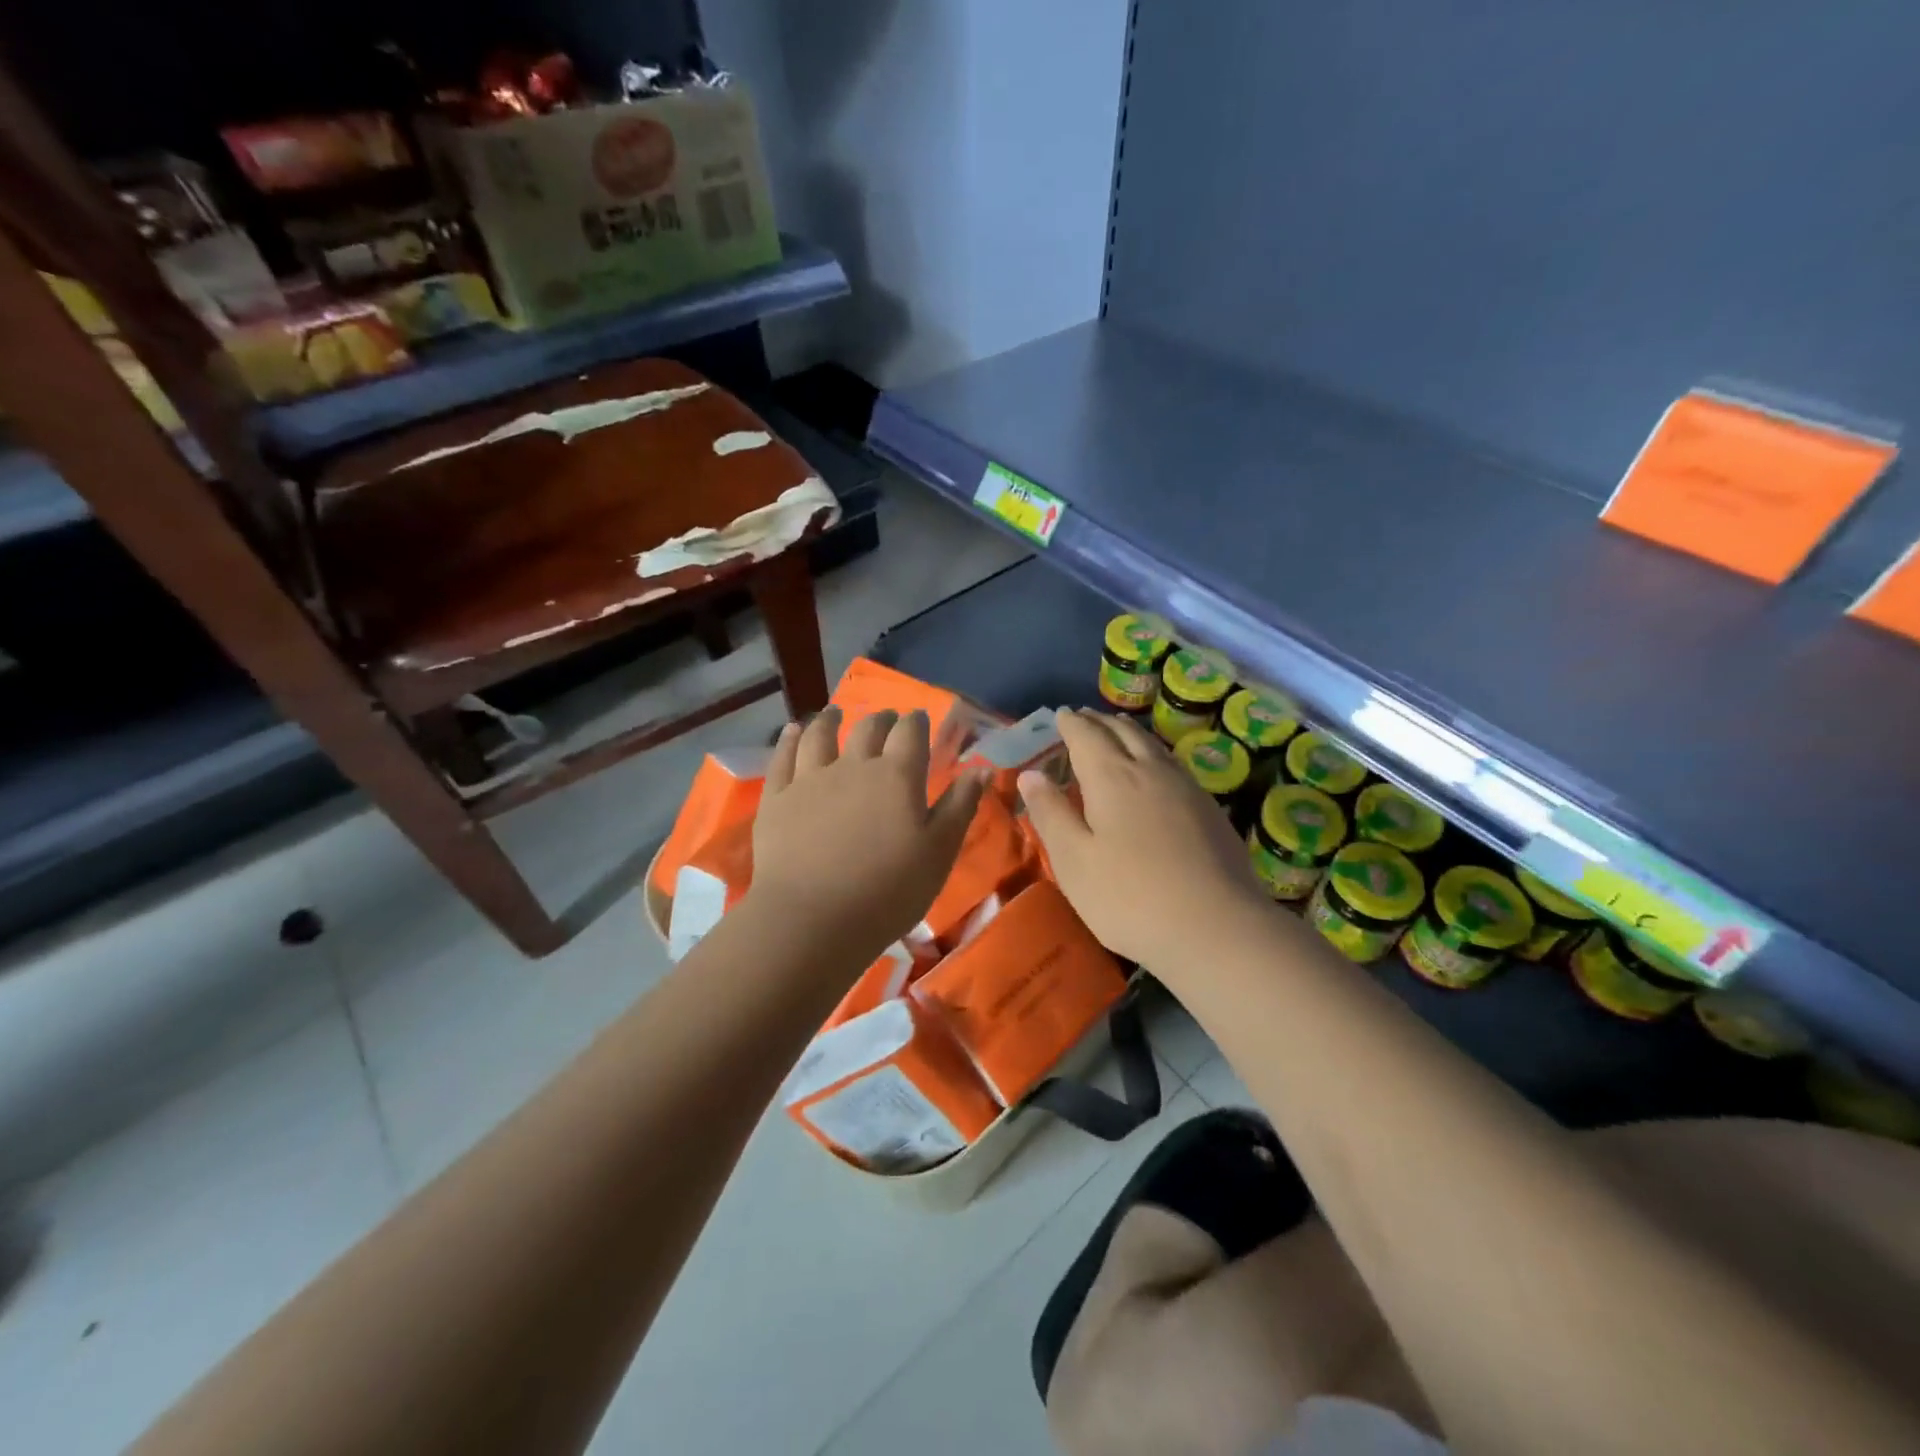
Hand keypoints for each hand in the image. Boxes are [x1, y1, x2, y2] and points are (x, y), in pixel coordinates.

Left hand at [748, 706, 987, 964]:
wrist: (811, 919)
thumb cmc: (888, 891)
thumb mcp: (939, 853)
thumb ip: (960, 806)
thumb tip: (981, 768)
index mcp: (897, 776)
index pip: (910, 733)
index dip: (916, 722)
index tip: (918, 718)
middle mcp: (854, 766)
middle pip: (868, 729)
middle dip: (881, 720)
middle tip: (886, 719)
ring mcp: (810, 779)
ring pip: (821, 735)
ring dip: (831, 720)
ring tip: (835, 713)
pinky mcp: (777, 798)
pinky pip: (783, 757)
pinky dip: (790, 739)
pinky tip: (793, 731)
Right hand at [1019, 708, 1270, 972]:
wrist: (1216, 927)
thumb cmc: (1130, 897)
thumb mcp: (1074, 860)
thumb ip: (1050, 813)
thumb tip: (1030, 774)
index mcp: (1112, 777)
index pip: (1087, 736)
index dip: (1071, 723)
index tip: (1060, 714)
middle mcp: (1151, 770)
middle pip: (1123, 732)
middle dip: (1100, 721)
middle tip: (1084, 716)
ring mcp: (1186, 788)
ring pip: (1153, 745)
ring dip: (1130, 732)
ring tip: (1118, 729)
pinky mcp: (1210, 810)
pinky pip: (1173, 764)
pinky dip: (1154, 753)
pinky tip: (1157, 770)